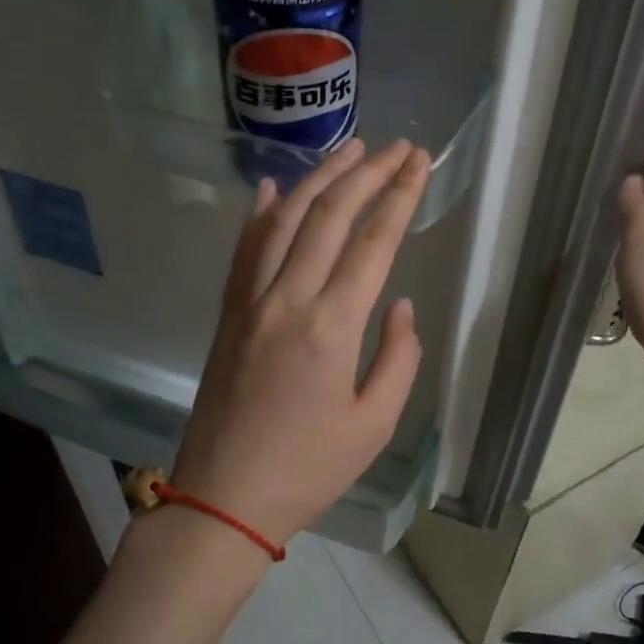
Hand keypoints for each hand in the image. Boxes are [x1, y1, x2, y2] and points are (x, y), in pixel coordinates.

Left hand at [168, 138, 430, 549]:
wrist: (222, 498)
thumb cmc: (308, 470)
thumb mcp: (374, 425)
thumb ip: (398, 357)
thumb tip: (399, 303)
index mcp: (331, 327)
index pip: (373, 242)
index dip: (400, 196)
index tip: (420, 162)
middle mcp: (287, 299)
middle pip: (330, 216)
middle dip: (368, 173)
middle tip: (398, 146)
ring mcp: (250, 301)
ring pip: (285, 220)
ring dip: (319, 178)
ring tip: (349, 148)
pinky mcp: (228, 312)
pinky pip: (245, 249)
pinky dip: (262, 213)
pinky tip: (275, 188)